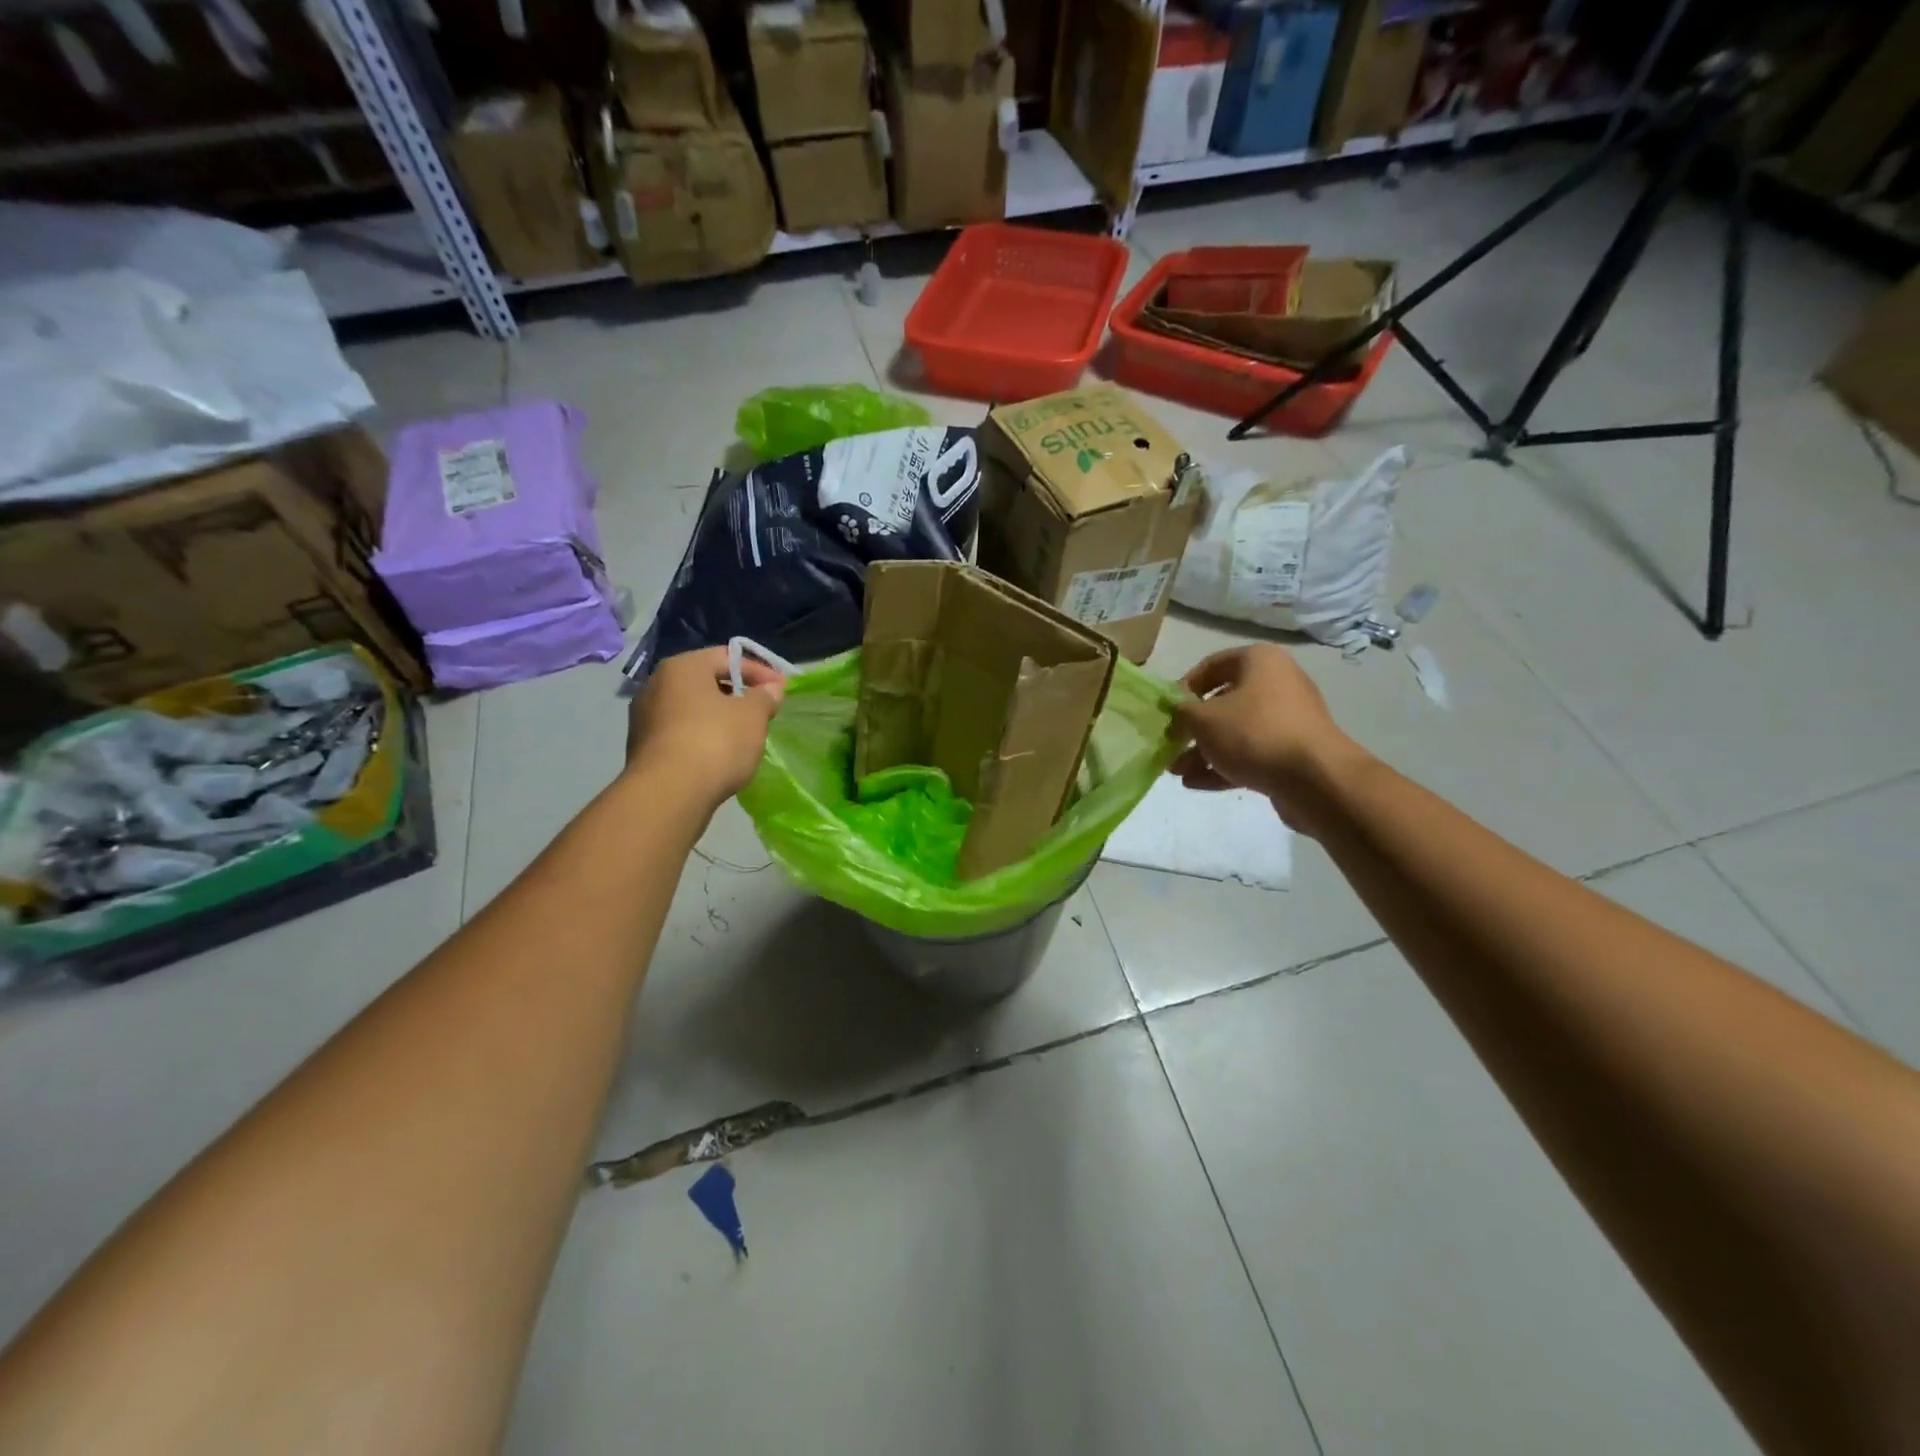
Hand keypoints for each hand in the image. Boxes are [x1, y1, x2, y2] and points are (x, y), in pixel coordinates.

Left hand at [625, 646, 785, 807]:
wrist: (668, 794)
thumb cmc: (715, 742)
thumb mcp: (752, 716)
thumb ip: (764, 697)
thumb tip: (770, 690)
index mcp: (682, 667)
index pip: (727, 657)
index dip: (759, 671)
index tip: (781, 689)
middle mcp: (656, 685)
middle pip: (706, 682)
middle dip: (737, 695)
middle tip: (763, 712)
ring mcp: (644, 718)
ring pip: (692, 709)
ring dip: (718, 718)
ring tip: (744, 736)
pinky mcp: (642, 749)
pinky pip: (680, 734)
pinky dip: (702, 738)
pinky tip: (720, 756)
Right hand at [1170, 645, 1363, 834]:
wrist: (1315, 779)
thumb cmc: (1254, 733)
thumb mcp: (1203, 719)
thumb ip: (1182, 711)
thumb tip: (1176, 710)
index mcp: (1260, 661)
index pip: (1212, 665)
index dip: (1184, 687)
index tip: (1167, 711)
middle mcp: (1278, 683)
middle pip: (1224, 702)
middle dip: (1193, 727)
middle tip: (1171, 745)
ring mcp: (1288, 719)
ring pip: (1236, 732)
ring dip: (1204, 751)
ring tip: (1177, 772)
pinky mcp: (1292, 752)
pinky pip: (1251, 753)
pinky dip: (1224, 765)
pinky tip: (1195, 783)